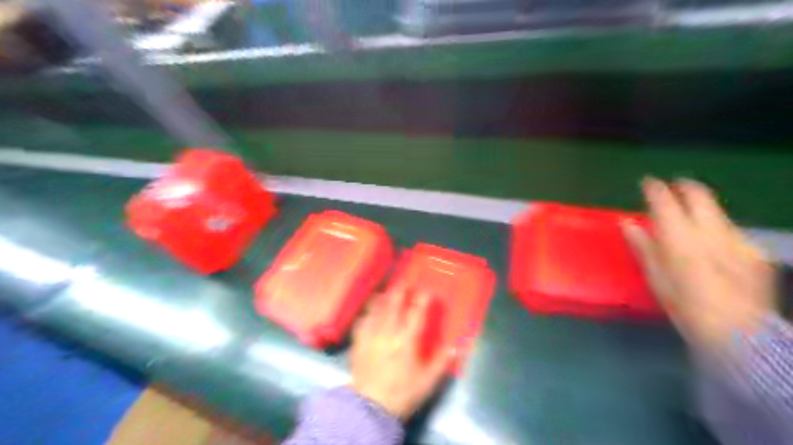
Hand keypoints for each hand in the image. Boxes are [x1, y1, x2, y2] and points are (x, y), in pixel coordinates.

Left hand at [352, 285, 454, 420]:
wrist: (370, 407)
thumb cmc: (402, 393)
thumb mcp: (427, 382)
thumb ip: (442, 362)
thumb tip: (456, 346)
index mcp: (406, 342)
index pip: (416, 314)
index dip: (423, 300)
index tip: (427, 290)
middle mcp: (387, 334)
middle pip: (393, 306)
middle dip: (399, 292)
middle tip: (404, 282)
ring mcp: (371, 336)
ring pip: (376, 310)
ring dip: (382, 299)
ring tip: (386, 292)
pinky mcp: (359, 343)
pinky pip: (362, 322)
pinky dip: (367, 314)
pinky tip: (369, 312)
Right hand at [626, 177, 774, 353]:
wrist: (740, 335)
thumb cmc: (686, 307)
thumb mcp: (656, 278)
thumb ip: (643, 246)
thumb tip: (627, 223)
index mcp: (680, 239)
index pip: (665, 202)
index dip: (655, 189)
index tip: (647, 183)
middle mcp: (711, 232)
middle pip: (700, 195)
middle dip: (685, 187)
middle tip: (674, 187)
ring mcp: (737, 239)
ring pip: (717, 211)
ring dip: (701, 209)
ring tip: (691, 220)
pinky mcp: (755, 251)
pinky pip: (731, 230)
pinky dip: (717, 229)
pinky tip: (713, 246)